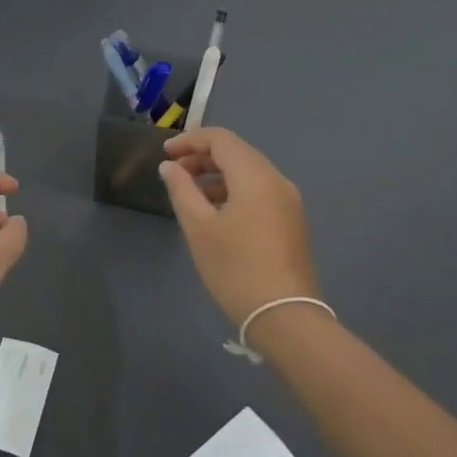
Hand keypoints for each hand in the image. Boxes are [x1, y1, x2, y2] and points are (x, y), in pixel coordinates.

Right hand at [159, 127, 319, 324]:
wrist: (285, 317)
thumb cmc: (236, 268)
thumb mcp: (199, 228)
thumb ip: (181, 190)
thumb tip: (170, 167)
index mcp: (255, 176)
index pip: (221, 139)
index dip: (190, 140)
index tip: (165, 154)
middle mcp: (277, 180)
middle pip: (237, 152)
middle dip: (203, 156)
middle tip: (175, 173)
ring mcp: (288, 201)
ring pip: (249, 171)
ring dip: (217, 174)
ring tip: (190, 194)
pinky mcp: (291, 220)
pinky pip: (259, 190)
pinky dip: (234, 189)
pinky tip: (216, 211)